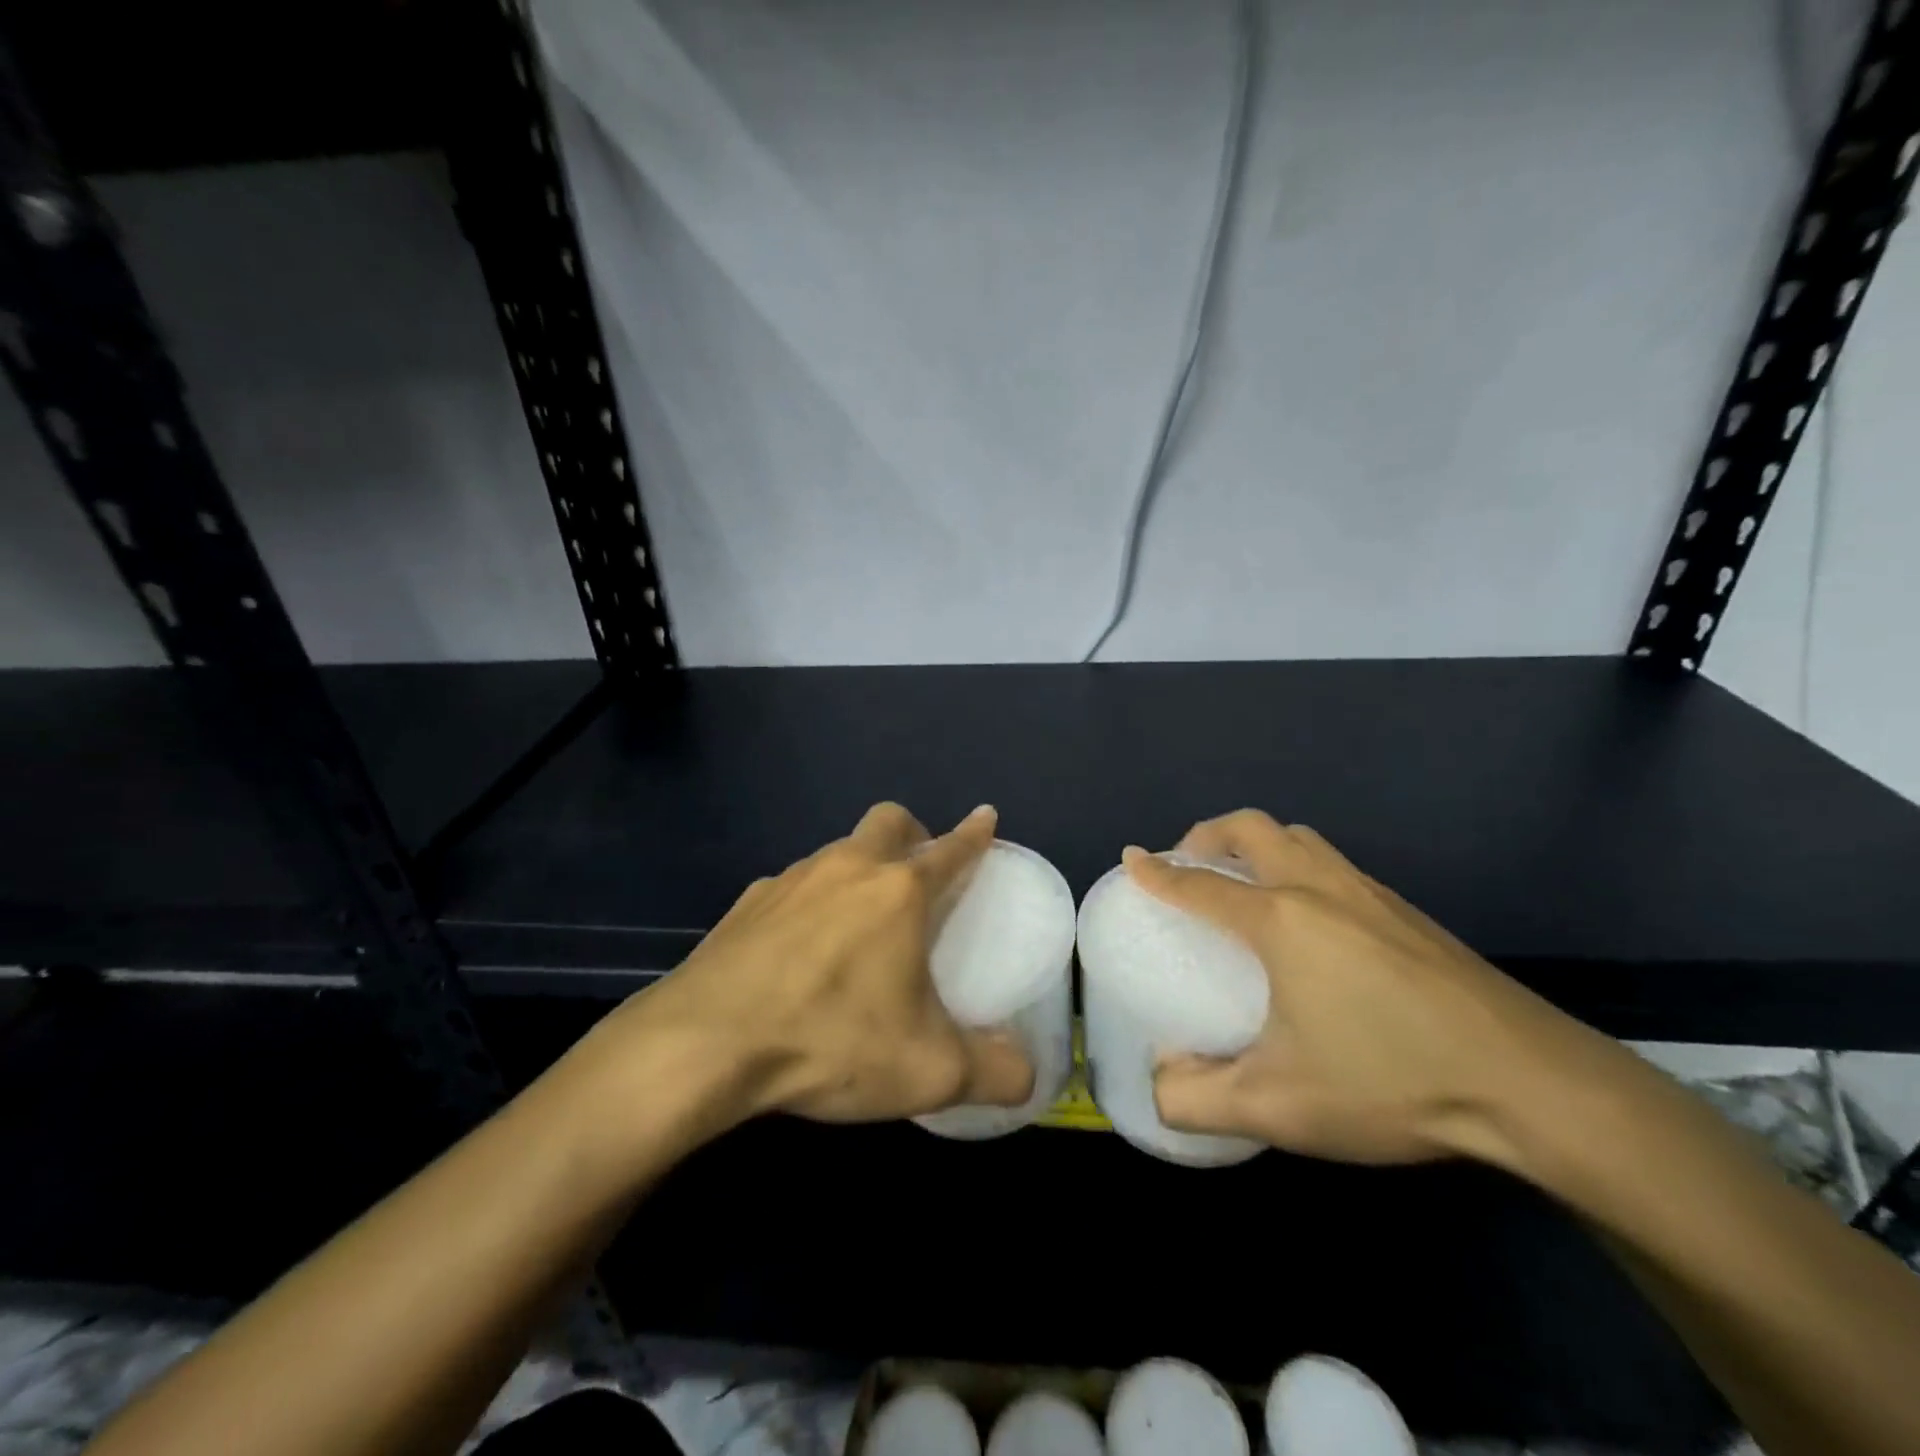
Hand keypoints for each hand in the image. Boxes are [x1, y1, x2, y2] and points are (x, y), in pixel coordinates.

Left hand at [607, 802, 1035, 1126]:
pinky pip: (791, 886)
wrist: (703, 1045)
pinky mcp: (746, 902)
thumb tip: (1028, 1077)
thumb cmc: (829, 1040)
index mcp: (899, 892)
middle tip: (917, 876)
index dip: (975, 833)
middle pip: (889, 821)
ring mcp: (791, 879)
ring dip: (857, 869)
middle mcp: (848, 868)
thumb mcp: (927, 1071)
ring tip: (857, 923)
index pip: (950, 848)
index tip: (986, 816)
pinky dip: (808, 903)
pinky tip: (798, 950)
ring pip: (837, 850)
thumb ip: (991, 1073)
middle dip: (912, 834)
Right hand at [1130, 811, 1609, 1166]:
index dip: (1158, 872)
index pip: (1200, 884)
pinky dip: (1297, 865)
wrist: (1532, 1085)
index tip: (1133, 858)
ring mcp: (1370, 893)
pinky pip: (1332, 863)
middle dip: (1207, 834)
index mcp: (1280, 920)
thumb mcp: (1280, 1106)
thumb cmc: (1392, 1080)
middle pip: (1251, 828)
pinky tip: (1311, 921)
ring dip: (1257, 844)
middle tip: (1190, 867)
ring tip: (1243, 884)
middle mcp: (1319, 888)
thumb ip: (1199, 1099)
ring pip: (1298, 837)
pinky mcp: (1407, 912)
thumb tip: (1158, 1086)